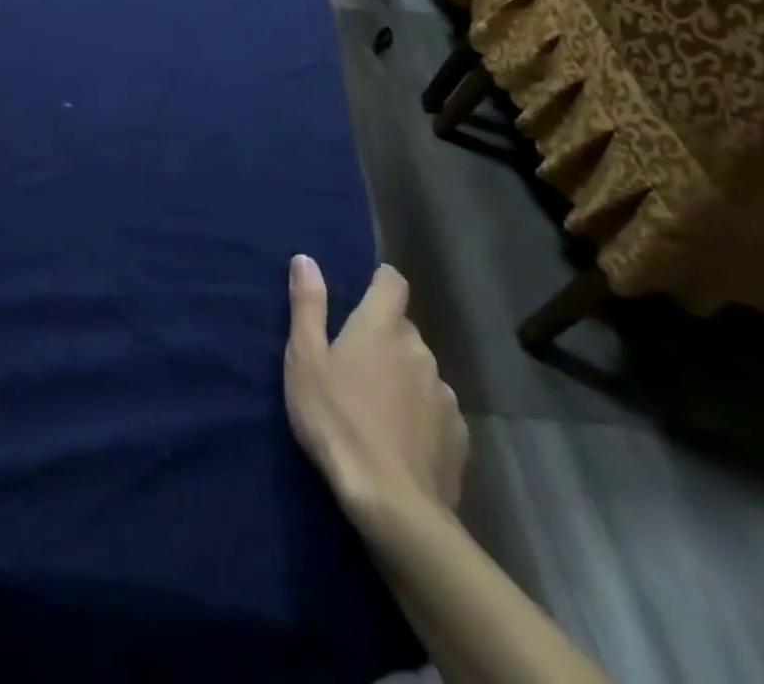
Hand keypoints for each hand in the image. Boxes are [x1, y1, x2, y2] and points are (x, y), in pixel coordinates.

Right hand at [284, 257, 467, 531]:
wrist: (394, 505)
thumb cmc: (337, 421)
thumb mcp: (305, 359)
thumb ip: (307, 305)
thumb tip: (305, 259)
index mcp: (381, 326)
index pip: (392, 282)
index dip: (380, 281)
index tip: (363, 293)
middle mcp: (420, 350)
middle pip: (402, 329)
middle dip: (383, 338)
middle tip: (353, 364)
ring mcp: (444, 393)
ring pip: (420, 371)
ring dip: (402, 377)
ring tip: (376, 408)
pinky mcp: (458, 435)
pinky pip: (435, 410)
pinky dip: (420, 415)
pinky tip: (400, 441)